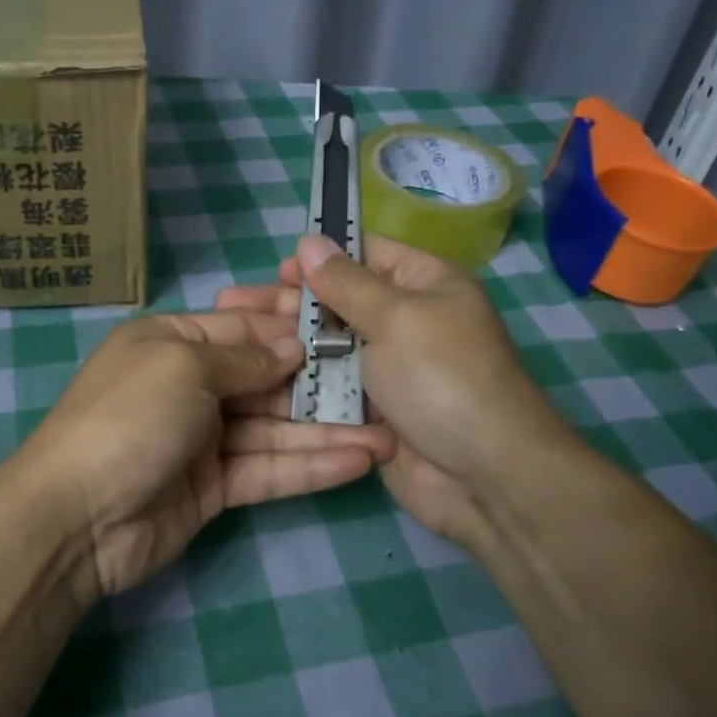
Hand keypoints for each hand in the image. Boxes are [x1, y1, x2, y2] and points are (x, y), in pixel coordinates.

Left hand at [12, 310, 395, 598]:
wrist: (76, 516)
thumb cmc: (130, 417)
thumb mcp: (184, 365)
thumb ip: (244, 357)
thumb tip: (293, 346)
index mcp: (173, 341)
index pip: (245, 327)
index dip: (294, 330)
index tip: (348, 332)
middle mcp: (191, 384)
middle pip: (266, 379)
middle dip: (321, 384)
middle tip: (383, 388)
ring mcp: (203, 438)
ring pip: (275, 429)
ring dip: (327, 432)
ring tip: (387, 435)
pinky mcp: (214, 487)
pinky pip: (268, 469)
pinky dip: (309, 467)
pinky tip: (359, 462)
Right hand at [217, 234, 588, 554]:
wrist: (483, 476)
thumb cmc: (444, 379)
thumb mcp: (396, 318)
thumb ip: (345, 282)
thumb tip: (309, 239)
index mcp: (425, 284)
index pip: (367, 254)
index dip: (323, 258)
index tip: (278, 269)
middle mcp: (405, 320)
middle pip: (338, 301)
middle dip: (289, 302)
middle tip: (233, 306)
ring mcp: (386, 368)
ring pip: (327, 346)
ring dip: (286, 342)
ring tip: (233, 337)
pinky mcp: (370, 409)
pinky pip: (329, 386)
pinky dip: (299, 381)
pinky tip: (255, 377)